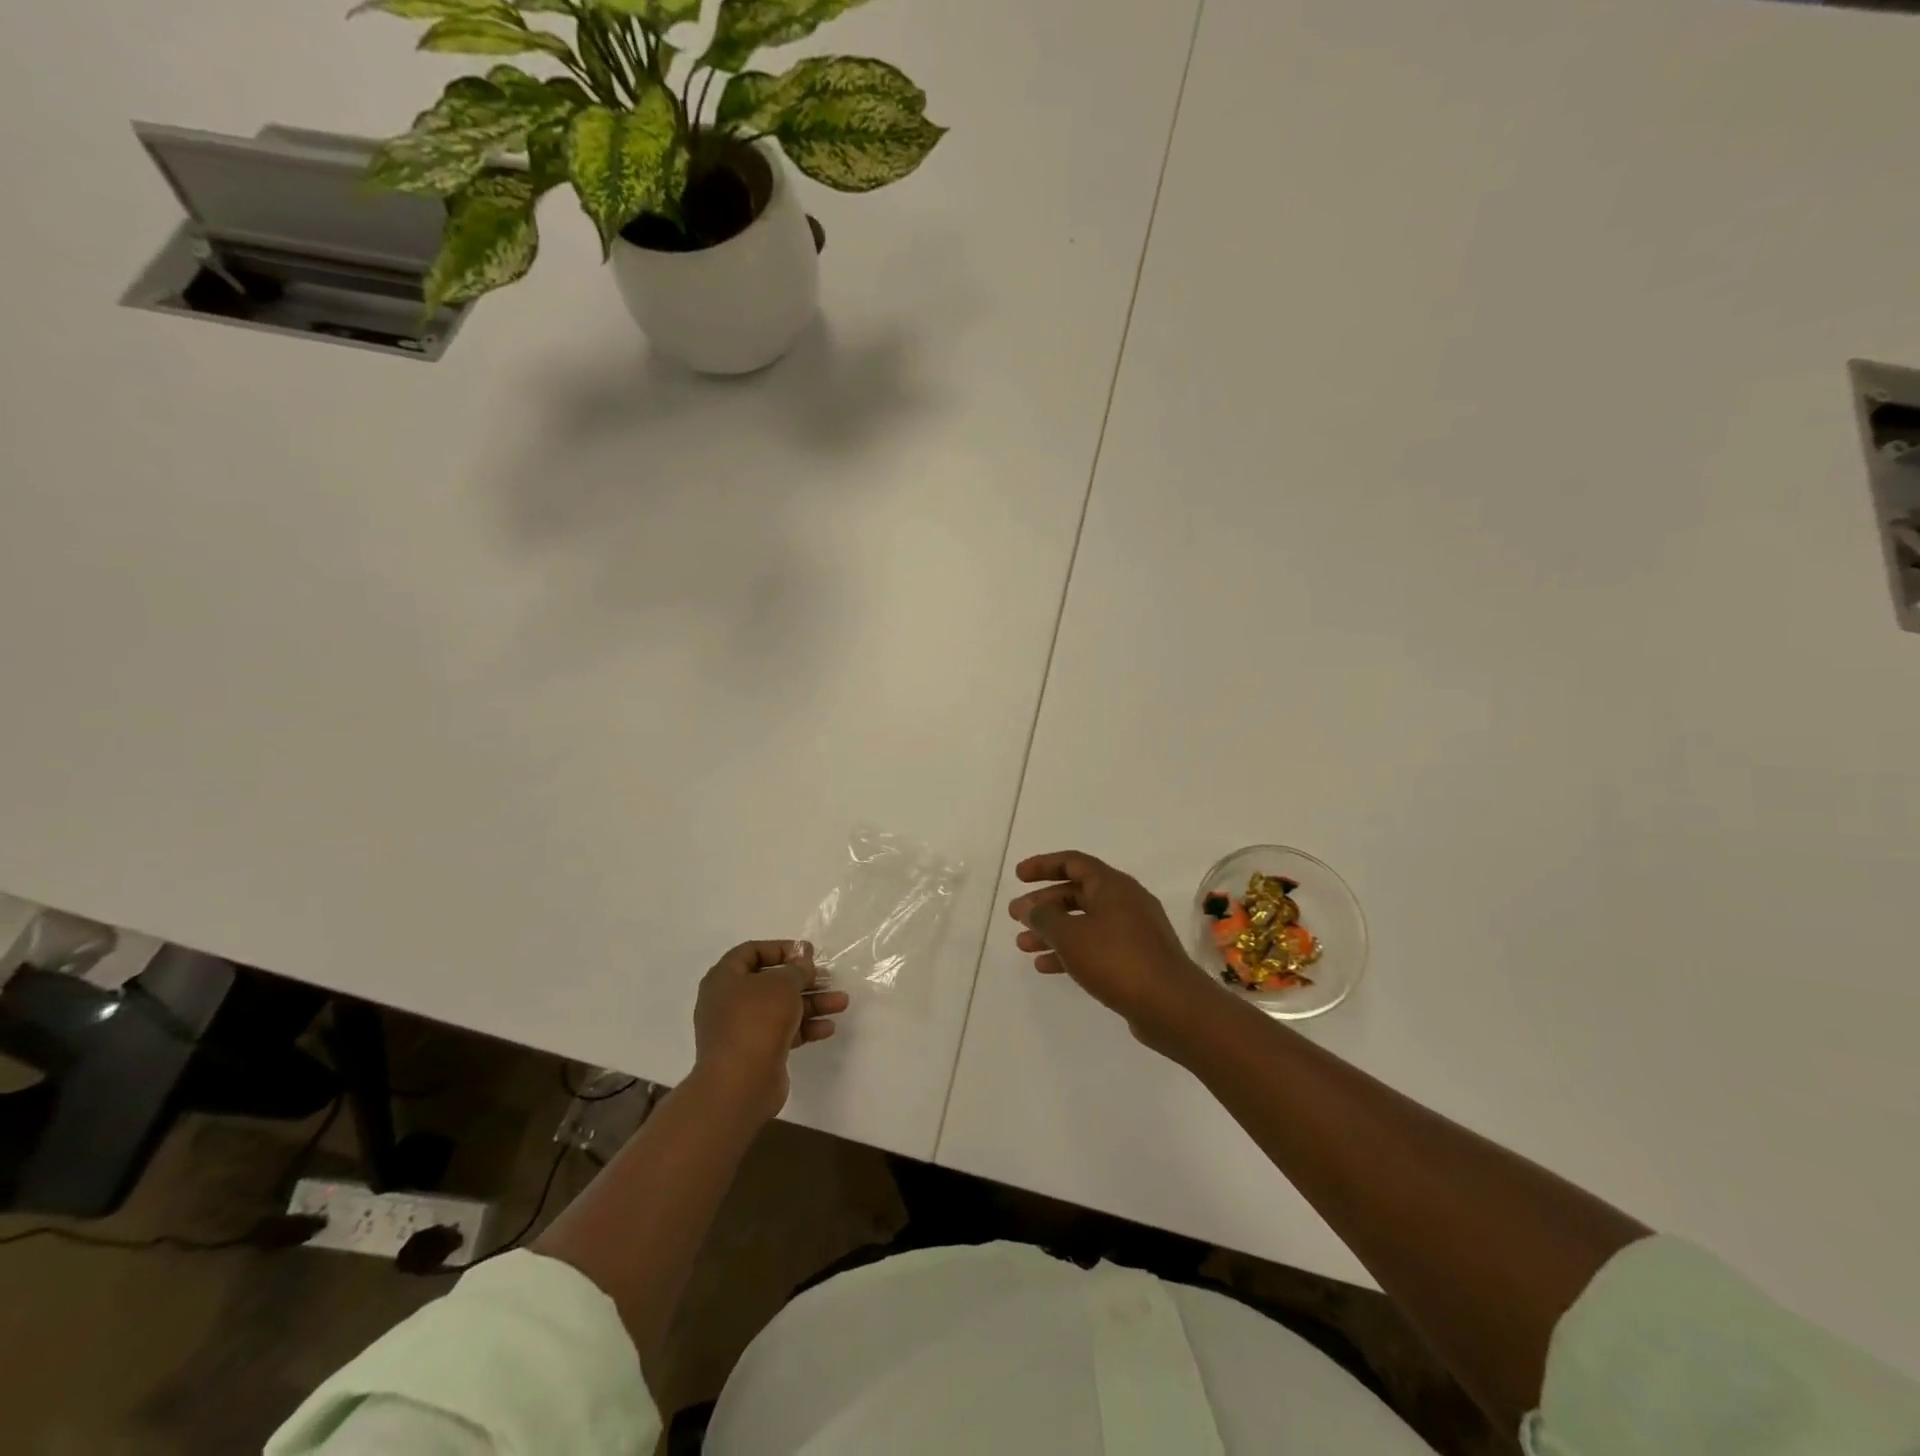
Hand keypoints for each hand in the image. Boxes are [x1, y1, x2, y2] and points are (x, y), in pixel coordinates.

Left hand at [692, 940, 849, 1120]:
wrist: (739, 1084)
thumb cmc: (757, 1020)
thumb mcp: (783, 983)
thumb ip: (797, 968)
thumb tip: (802, 958)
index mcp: (724, 978)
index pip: (752, 951)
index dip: (781, 949)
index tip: (807, 954)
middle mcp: (729, 1001)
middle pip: (771, 982)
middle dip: (803, 980)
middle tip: (827, 978)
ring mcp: (741, 1029)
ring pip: (781, 1008)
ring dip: (812, 1003)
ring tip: (841, 1003)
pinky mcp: (755, 1052)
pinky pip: (782, 1031)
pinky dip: (804, 1027)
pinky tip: (827, 1028)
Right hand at [1009, 851, 1221, 1049]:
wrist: (1172, 1007)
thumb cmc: (1118, 960)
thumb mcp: (1071, 936)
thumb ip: (1045, 918)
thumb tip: (1030, 907)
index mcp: (1113, 886)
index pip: (1073, 863)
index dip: (1043, 865)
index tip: (1018, 876)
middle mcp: (1125, 902)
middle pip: (1077, 893)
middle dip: (1044, 904)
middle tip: (1015, 915)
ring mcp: (1133, 931)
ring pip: (1084, 922)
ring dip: (1053, 930)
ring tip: (1022, 944)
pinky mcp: (1136, 959)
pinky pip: (1096, 946)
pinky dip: (1070, 951)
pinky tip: (1046, 966)